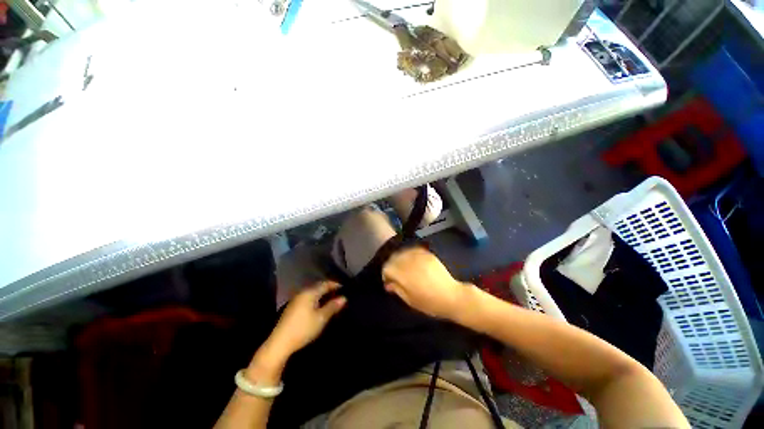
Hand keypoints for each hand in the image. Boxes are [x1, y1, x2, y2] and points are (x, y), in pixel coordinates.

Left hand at [269, 281, 346, 356]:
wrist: (280, 343)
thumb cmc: (303, 328)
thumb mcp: (321, 318)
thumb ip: (333, 306)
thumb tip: (344, 298)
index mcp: (310, 292)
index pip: (326, 284)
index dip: (336, 285)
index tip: (345, 288)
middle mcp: (303, 293)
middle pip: (318, 287)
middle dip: (329, 289)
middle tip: (339, 293)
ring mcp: (296, 300)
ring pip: (313, 293)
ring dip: (322, 294)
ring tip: (331, 299)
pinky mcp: (292, 307)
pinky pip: (308, 298)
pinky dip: (316, 299)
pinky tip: (319, 306)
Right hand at [382, 247, 469, 319]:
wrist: (452, 296)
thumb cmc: (430, 303)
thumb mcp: (410, 301)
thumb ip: (397, 289)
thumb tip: (388, 284)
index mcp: (403, 275)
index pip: (387, 267)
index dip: (386, 274)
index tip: (390, 281)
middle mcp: (409, 262)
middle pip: (393, 258)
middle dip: (393, 265)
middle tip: (397, 275)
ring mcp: (419, 256)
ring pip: (403, 252)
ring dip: (401, 258)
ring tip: (405, 267)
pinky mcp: (427, 254)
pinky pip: (413, 250)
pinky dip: (410, 254)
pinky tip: (413, 261)